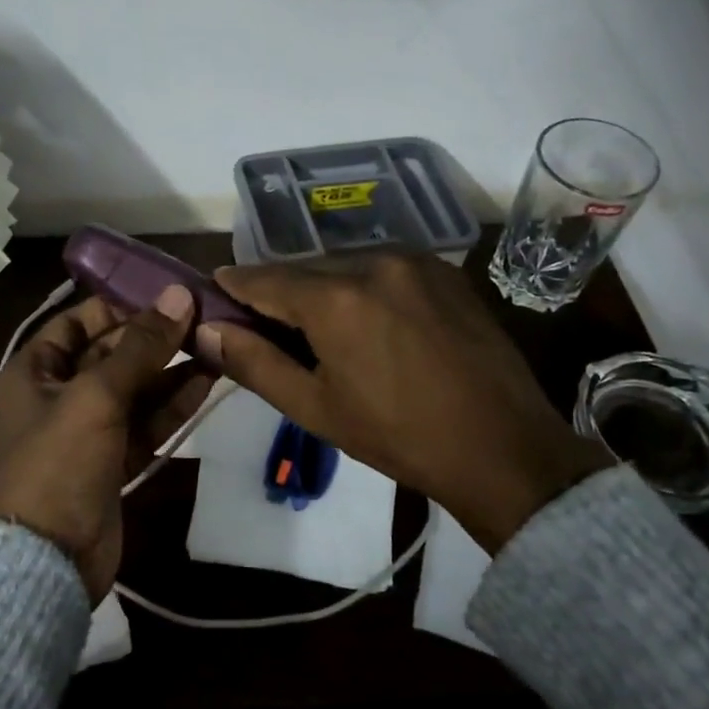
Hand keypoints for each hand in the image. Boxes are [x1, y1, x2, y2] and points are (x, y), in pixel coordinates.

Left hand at [0, 286, 212, 601]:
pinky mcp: (112, 459)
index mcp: (33, 371)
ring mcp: (87, 429)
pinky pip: (145, 421)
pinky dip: (172, 404)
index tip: (166, 294)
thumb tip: (179, 295)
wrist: (49, 560)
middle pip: (111, 353)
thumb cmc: (58, 463)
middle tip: (203, 317)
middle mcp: (57, 394)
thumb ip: (140, 347)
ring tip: (215, 344)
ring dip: (171, 369)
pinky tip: (206, 382)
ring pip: (134, 388)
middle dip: (155, 338)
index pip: (78, 322)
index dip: (120, 306)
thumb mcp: (96, 396)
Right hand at [198, 255, 611, 552]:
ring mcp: (416, 261)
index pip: (263, 278)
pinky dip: (362, 286)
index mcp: (335, 298)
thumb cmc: (398, 436)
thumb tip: (205, 332)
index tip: (213, 291)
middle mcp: (373, 262)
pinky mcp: (446, 270)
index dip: (233, 286)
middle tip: (265, 326)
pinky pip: (384, 268)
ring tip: (320, 329)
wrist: (503, 447)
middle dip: (279, 292)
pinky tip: (369, 321)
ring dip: (322, 289)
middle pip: (304, 269)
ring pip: (345, 265)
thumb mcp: (315, 408)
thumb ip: (254, 363)